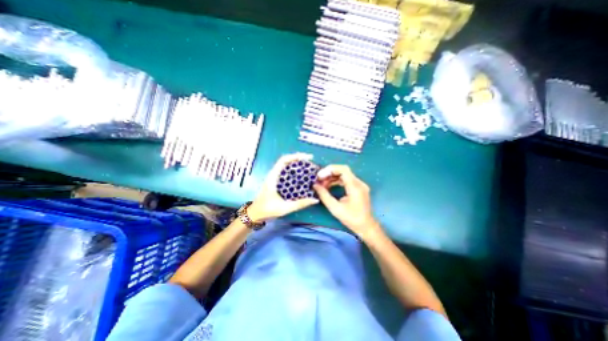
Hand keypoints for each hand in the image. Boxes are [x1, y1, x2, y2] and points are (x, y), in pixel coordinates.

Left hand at [249, 153, 319, 222]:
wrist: (255, 214)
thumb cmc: (267, 210)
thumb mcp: (285, 208)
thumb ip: (300, 204)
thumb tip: (315, 199)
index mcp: (273, 177)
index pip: (284, 160)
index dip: (296, 156)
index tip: (308, 158)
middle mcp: (274, 175)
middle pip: (286, 161)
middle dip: (299, 159)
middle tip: (311, 163)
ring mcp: (275, 178)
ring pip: (287, 167)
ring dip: (297, 165)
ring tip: (308, 168)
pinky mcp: (276, 182)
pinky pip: (287, 173)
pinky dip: (295, 172)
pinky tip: (302, 177)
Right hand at [314, 166, 377, 239]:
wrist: (366, 227)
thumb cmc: (351, 219)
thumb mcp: (335, 208)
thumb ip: (324, 195)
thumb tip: (315, 185)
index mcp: (355, 187)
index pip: (343, 170)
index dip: (330, 169)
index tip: (320, 175)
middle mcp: (359, 183)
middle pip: (343, 171)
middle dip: (329, 173)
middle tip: (319, 179)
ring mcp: (360, 185)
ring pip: (344, 175)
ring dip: (332, 177)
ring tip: (322, 183)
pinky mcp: (358, 188)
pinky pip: (346, 180)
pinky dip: (337, 181)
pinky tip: (329, 186)